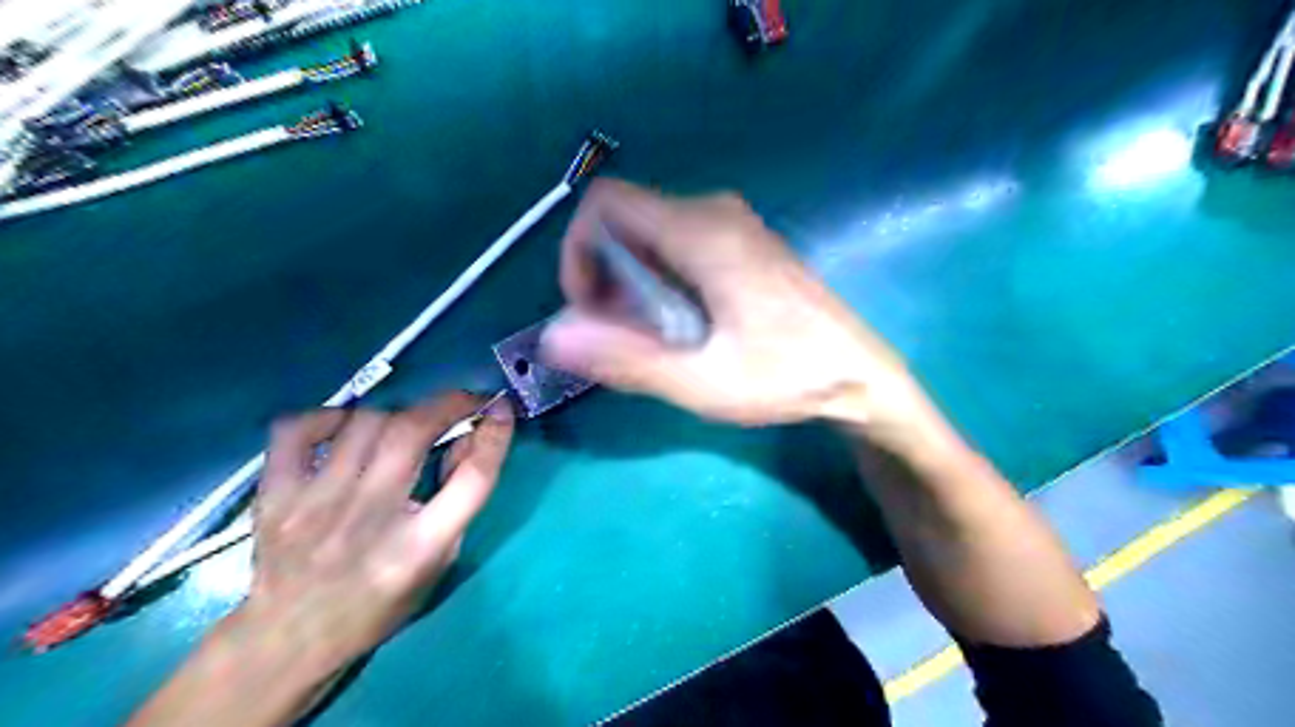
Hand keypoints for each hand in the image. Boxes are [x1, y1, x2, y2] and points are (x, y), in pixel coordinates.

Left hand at [128, 393, 512, 726]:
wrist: (289, 640)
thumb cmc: (379, 604)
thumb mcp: (439, 562)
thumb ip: (458, 499)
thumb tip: (468, 435)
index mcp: (420, 547)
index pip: (473, 477)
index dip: (495, 434)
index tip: (501, 407)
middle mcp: (370, 518)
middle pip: (413, 431)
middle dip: (448, 403)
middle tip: (463, 400)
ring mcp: (316, 504)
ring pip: (365, 422)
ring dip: (398, 413)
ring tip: (404, 426)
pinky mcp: (275, 497)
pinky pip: (297, 429)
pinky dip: (327, 416)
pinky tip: (344, 426)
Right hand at [541, 180, 926, 437]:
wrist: (859, 374)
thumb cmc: (786, 377)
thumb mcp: (702, 381)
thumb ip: (625, 358)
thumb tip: (552, 336)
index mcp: (702, 232)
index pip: (605, 203)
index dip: (578, 250)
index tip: (589, 308)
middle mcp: (714, 211)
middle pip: (625, 220)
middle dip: (604, 275)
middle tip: (621, 335)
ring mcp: (732, 223)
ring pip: (648, 233)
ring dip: (630, 282)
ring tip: (651, 337)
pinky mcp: (741, 242)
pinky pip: (675, 243)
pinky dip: (658, 279)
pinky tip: (680, 324)